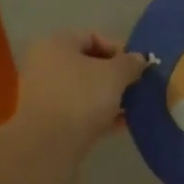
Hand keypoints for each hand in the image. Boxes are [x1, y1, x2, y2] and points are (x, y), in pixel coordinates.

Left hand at [14, 30, 147, 155]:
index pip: (93, 37)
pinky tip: (121, 125)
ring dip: (110, 97)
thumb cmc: (81, 98)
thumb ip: (130, 63)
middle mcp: (45, 64)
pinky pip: (79, 110)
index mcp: (57, 44)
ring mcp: (44, 94)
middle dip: (116, 76)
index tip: (139, 67)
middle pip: (88, 64)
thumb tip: (139, 59)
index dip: (120, 49)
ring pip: (84, 90)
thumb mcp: (115, 75)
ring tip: (134, 108)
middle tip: (138, 88)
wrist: (48, 146)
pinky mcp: (48, 121)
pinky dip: (99, 114)